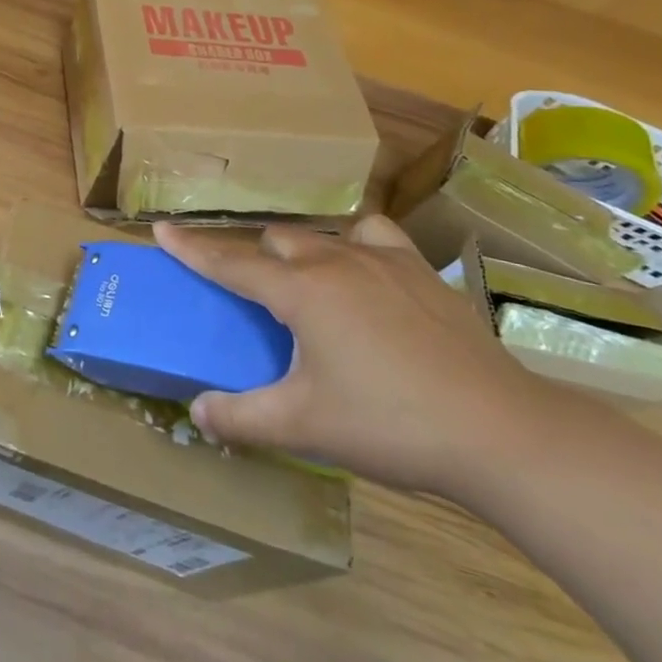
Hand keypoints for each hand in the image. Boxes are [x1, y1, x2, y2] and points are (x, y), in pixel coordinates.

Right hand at [152, 215, 557, 501]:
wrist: (500, 432)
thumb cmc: (389, 424)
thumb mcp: (304, 427)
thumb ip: (242, 418)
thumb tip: (196, 411)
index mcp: (300, 292)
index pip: (230, 263)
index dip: (192, 248)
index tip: (161, 229)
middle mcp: (335, 262)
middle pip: (276, 241)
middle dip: (253, 258)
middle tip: (250, 289)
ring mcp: (383, 261)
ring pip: (323, 235)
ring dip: (302, 250)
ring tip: (306, 281)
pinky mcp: (423, 272)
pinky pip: (376, 236)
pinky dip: (357, 244)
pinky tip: (366, 271)